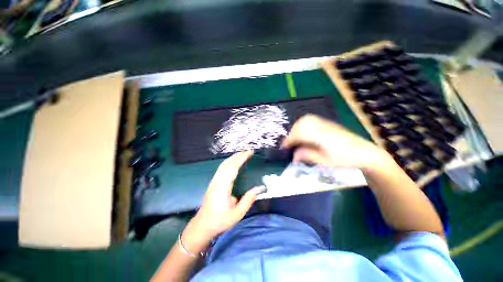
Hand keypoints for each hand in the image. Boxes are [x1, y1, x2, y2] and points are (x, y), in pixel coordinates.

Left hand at [181, 151, 264, 252]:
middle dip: (237, 155)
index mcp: (223, 187)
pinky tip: (233, 163)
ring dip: (232, 157)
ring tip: (242, 154)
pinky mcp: (213, 182)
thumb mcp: (238, 213)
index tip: (249, 152)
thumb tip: (260, 188)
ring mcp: (214, 181)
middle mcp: (217, 181)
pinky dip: (228, 162)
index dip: (241, 158)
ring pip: (222, 164)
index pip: (233, 167)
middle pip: (227, 163)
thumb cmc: (220, 220)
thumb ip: (249, 199)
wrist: (202, 226)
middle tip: (248, 151)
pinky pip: (221, 168)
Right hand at [282, 114, 384, 168]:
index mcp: (321, 137)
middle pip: (301, 124)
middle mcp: (322, 126)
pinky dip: (303, 125)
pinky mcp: (327, 123)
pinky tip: (304, 133)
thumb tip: (293, 155)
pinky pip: (310, 119)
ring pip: (305, 119)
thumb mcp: (325, 161)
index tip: (284, 147)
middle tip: (290, 144)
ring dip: (297, 128)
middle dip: (292, 133)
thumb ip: (307, 156)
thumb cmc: (345, 159)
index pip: (300, 134)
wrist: (364, 152)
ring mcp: (325, 123)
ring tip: (295, 138)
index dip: (289, 140)